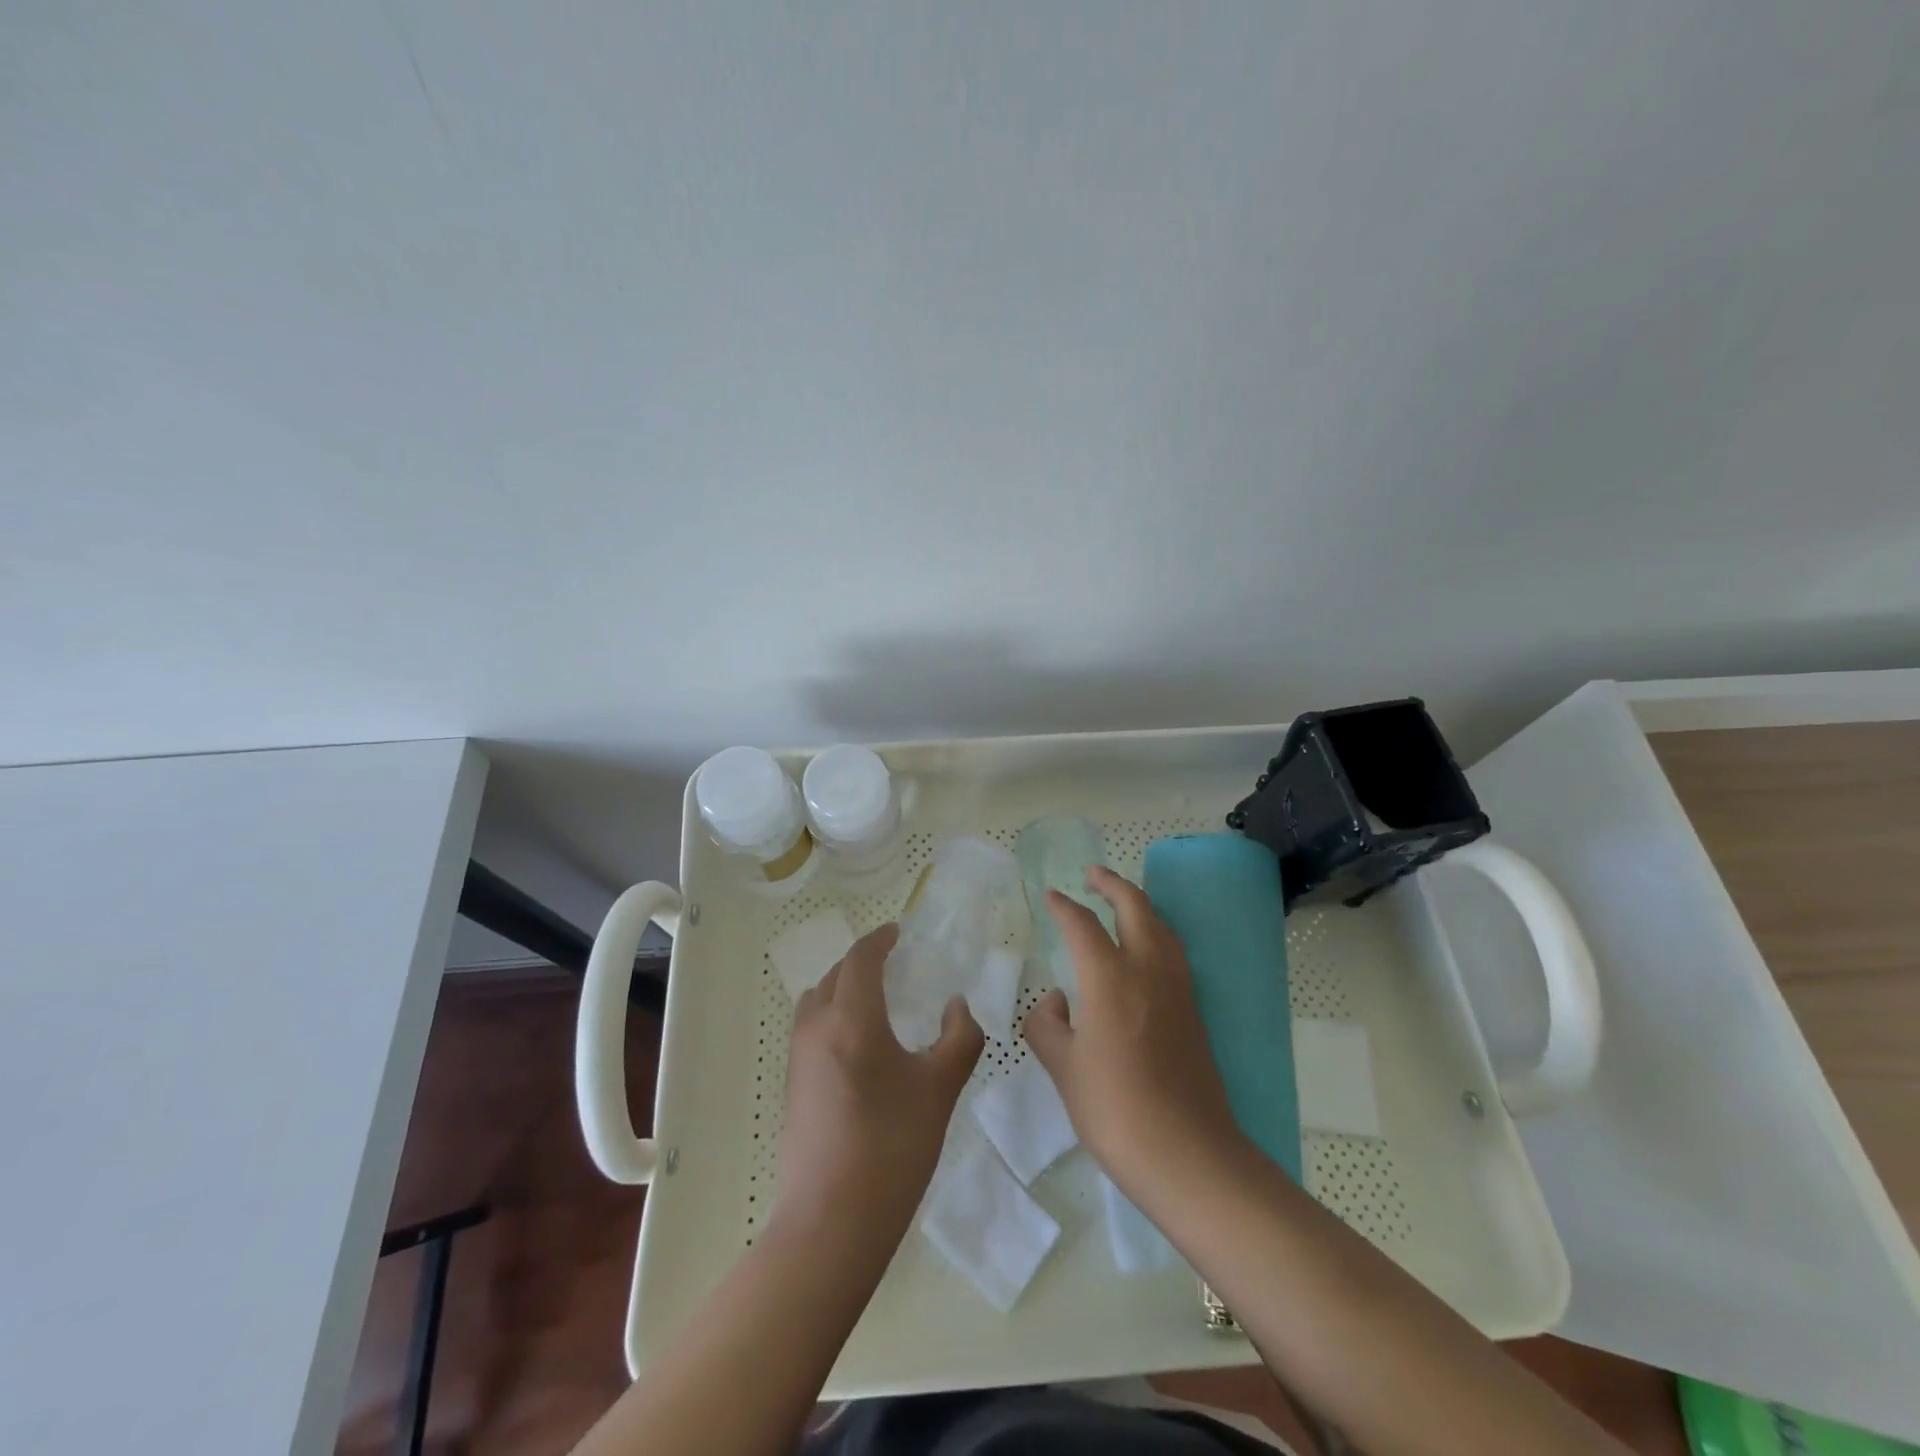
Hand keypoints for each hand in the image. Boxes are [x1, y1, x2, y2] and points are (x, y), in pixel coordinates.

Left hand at [775, 924, 984, 1244]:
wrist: (832, 1221)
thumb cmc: (893, 1147)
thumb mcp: (940, 1089)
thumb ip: (959, 1038)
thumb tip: (958, 1006)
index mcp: (852, 1018)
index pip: (861, 958)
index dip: (880, 939)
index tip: (898, 932)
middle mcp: (817, 1027)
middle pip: (835, 975)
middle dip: (862, 962)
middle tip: (893, 964)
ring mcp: (799, 1057)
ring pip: (817, 1000)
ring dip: (842, 987)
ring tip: (875, 999)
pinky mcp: (793, 1085)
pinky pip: (811, 1028)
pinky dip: (832, 1015)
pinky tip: (859, 1044)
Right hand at [1023, 865, 1244, 1195]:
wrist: (1188, 1154)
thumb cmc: (1115, 1110)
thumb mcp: (1064, 1068)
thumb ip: (1048, 1026)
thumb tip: (1056, 1002)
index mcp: (1109, 978)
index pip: (1082, 925)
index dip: (1064, 907)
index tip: (1051, 896)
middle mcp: (1147, 970)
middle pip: (1134, 907)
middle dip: (1112, 884)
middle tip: (1093, 873)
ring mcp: (1177, 989)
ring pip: (1161, 925)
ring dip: (1139, 904)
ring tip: (1121, 901)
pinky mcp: (1194, 1010)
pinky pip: (1173, 951)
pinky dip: (1156, 932)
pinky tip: (1146, 949)